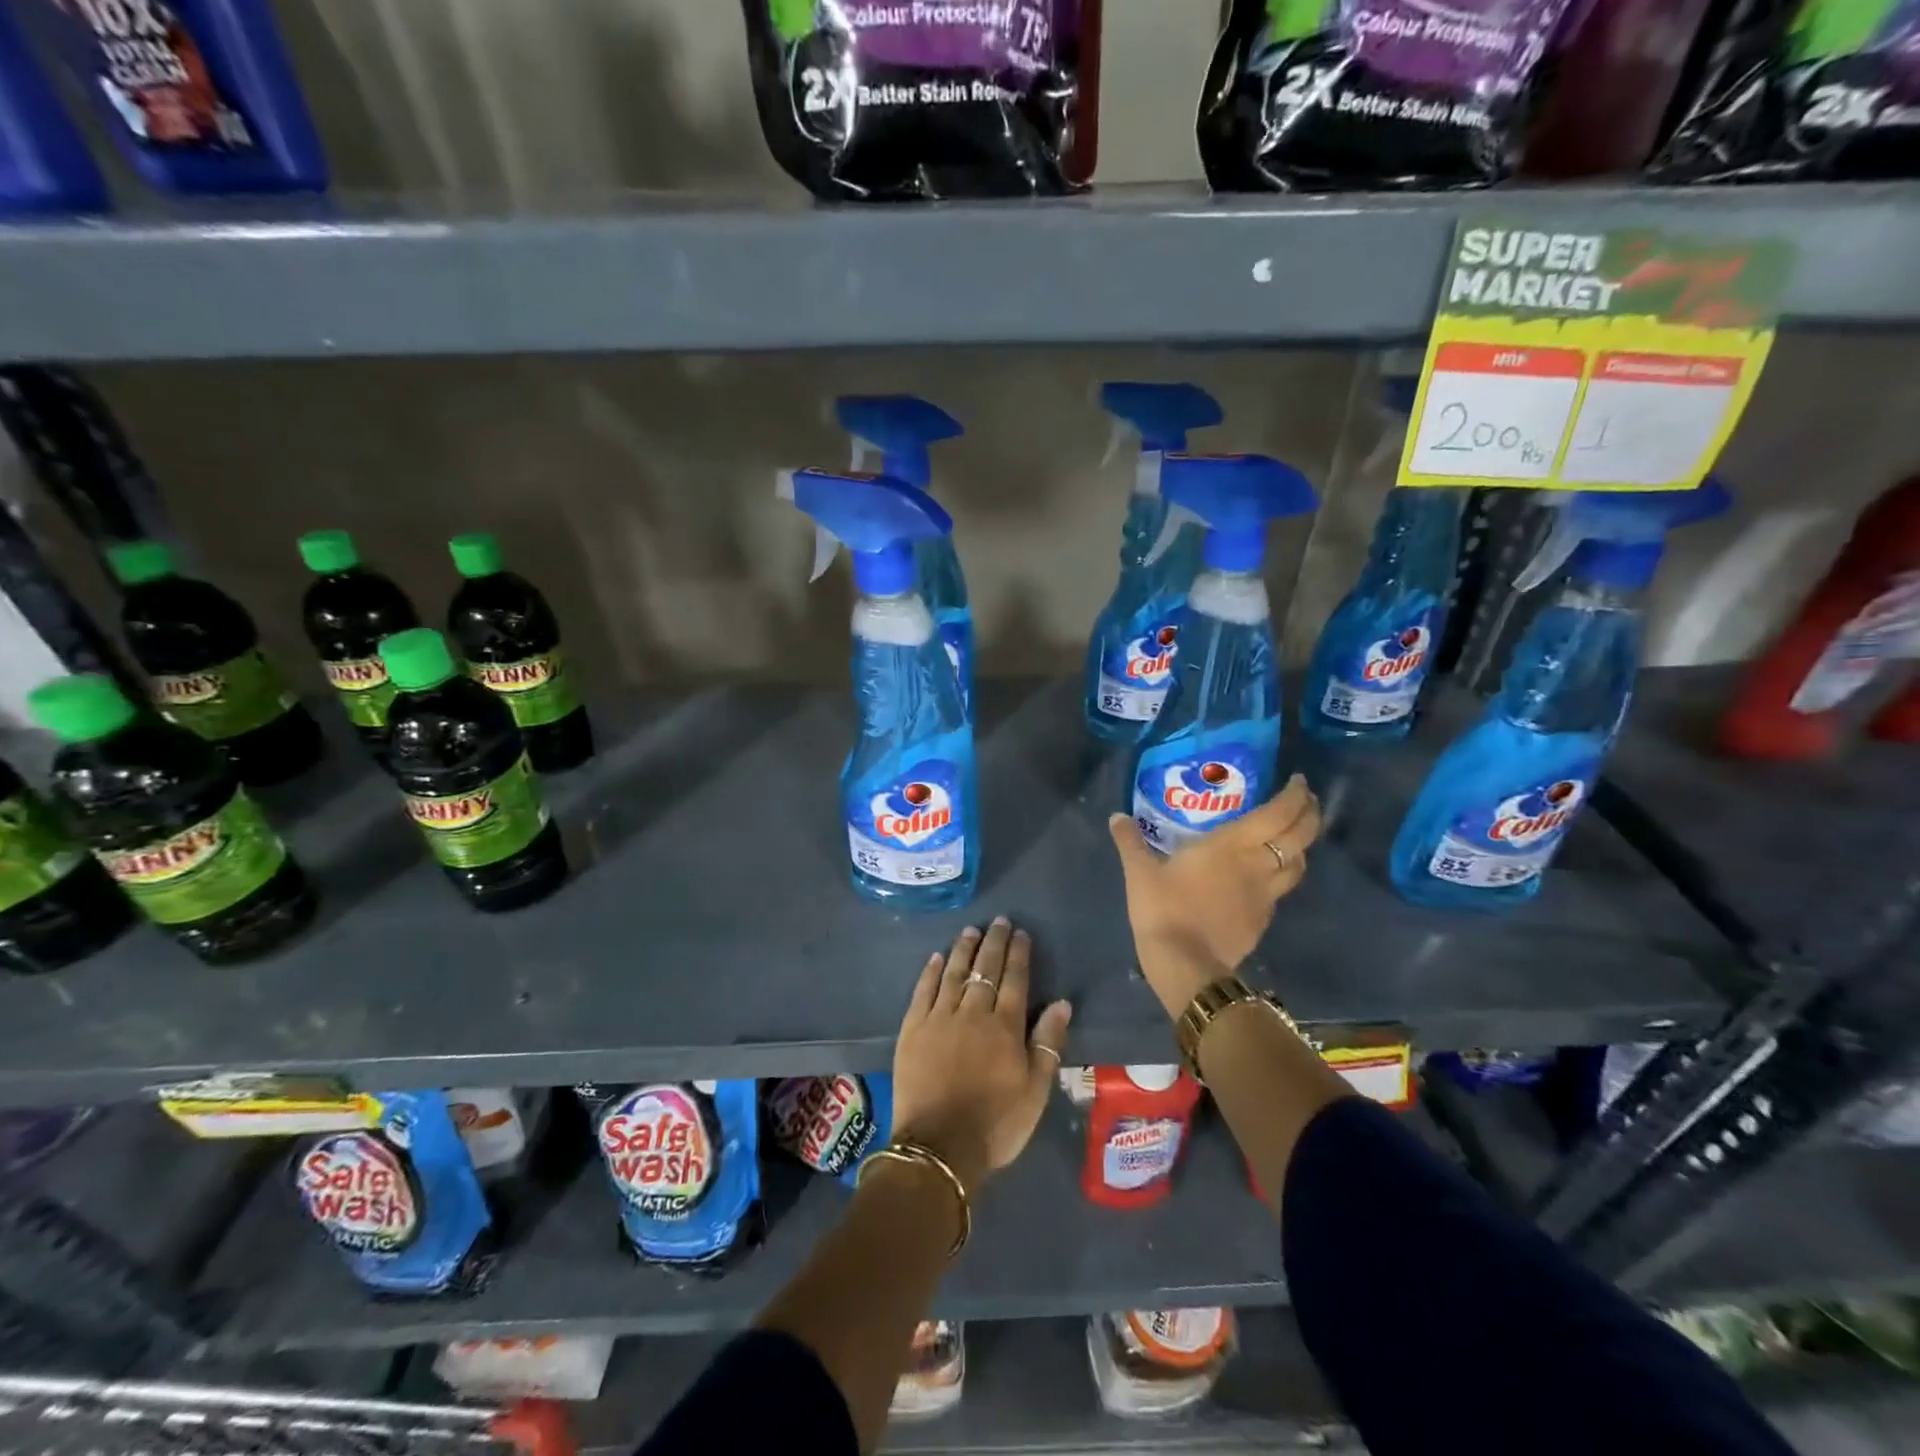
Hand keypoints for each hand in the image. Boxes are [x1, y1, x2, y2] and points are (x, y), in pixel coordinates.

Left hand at [891, 917, 1072, 1195]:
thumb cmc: (996, 1123)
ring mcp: (940, 1018)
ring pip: (954, 973)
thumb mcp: (1035, 1090)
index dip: (1019, 955)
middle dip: (994, 943)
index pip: (1015, 980)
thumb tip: (1061, 1002)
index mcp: (1005, 1027)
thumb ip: (1048, 1043)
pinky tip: (937, 957)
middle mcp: (973, 1013)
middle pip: (985, 969)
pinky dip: (931, 972)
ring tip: (971, 930)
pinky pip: (923, 991)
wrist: (939, 1147)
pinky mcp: (913, 1029)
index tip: (1021, 933)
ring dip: (964, 949)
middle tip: (999, 921)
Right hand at [1108, 773, 1322, 1016]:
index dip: (1296, 795)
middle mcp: (1258, 865)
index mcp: (1232, 845)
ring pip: (1299, 865)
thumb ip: (1130, 841)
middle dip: (1309, 814)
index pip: (1279, 813)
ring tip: (1291, 837)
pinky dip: (1282, 875)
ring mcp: (1265, 895)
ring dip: (1301, 846)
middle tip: (1305, 801)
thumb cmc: (1165, 909)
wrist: (1186, 964)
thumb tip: (1116, 816)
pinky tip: (1266, 877)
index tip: (1298, 781)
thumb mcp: (1140, 872)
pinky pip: (1281, 890)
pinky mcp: (1263, 920)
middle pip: (1301, 836)